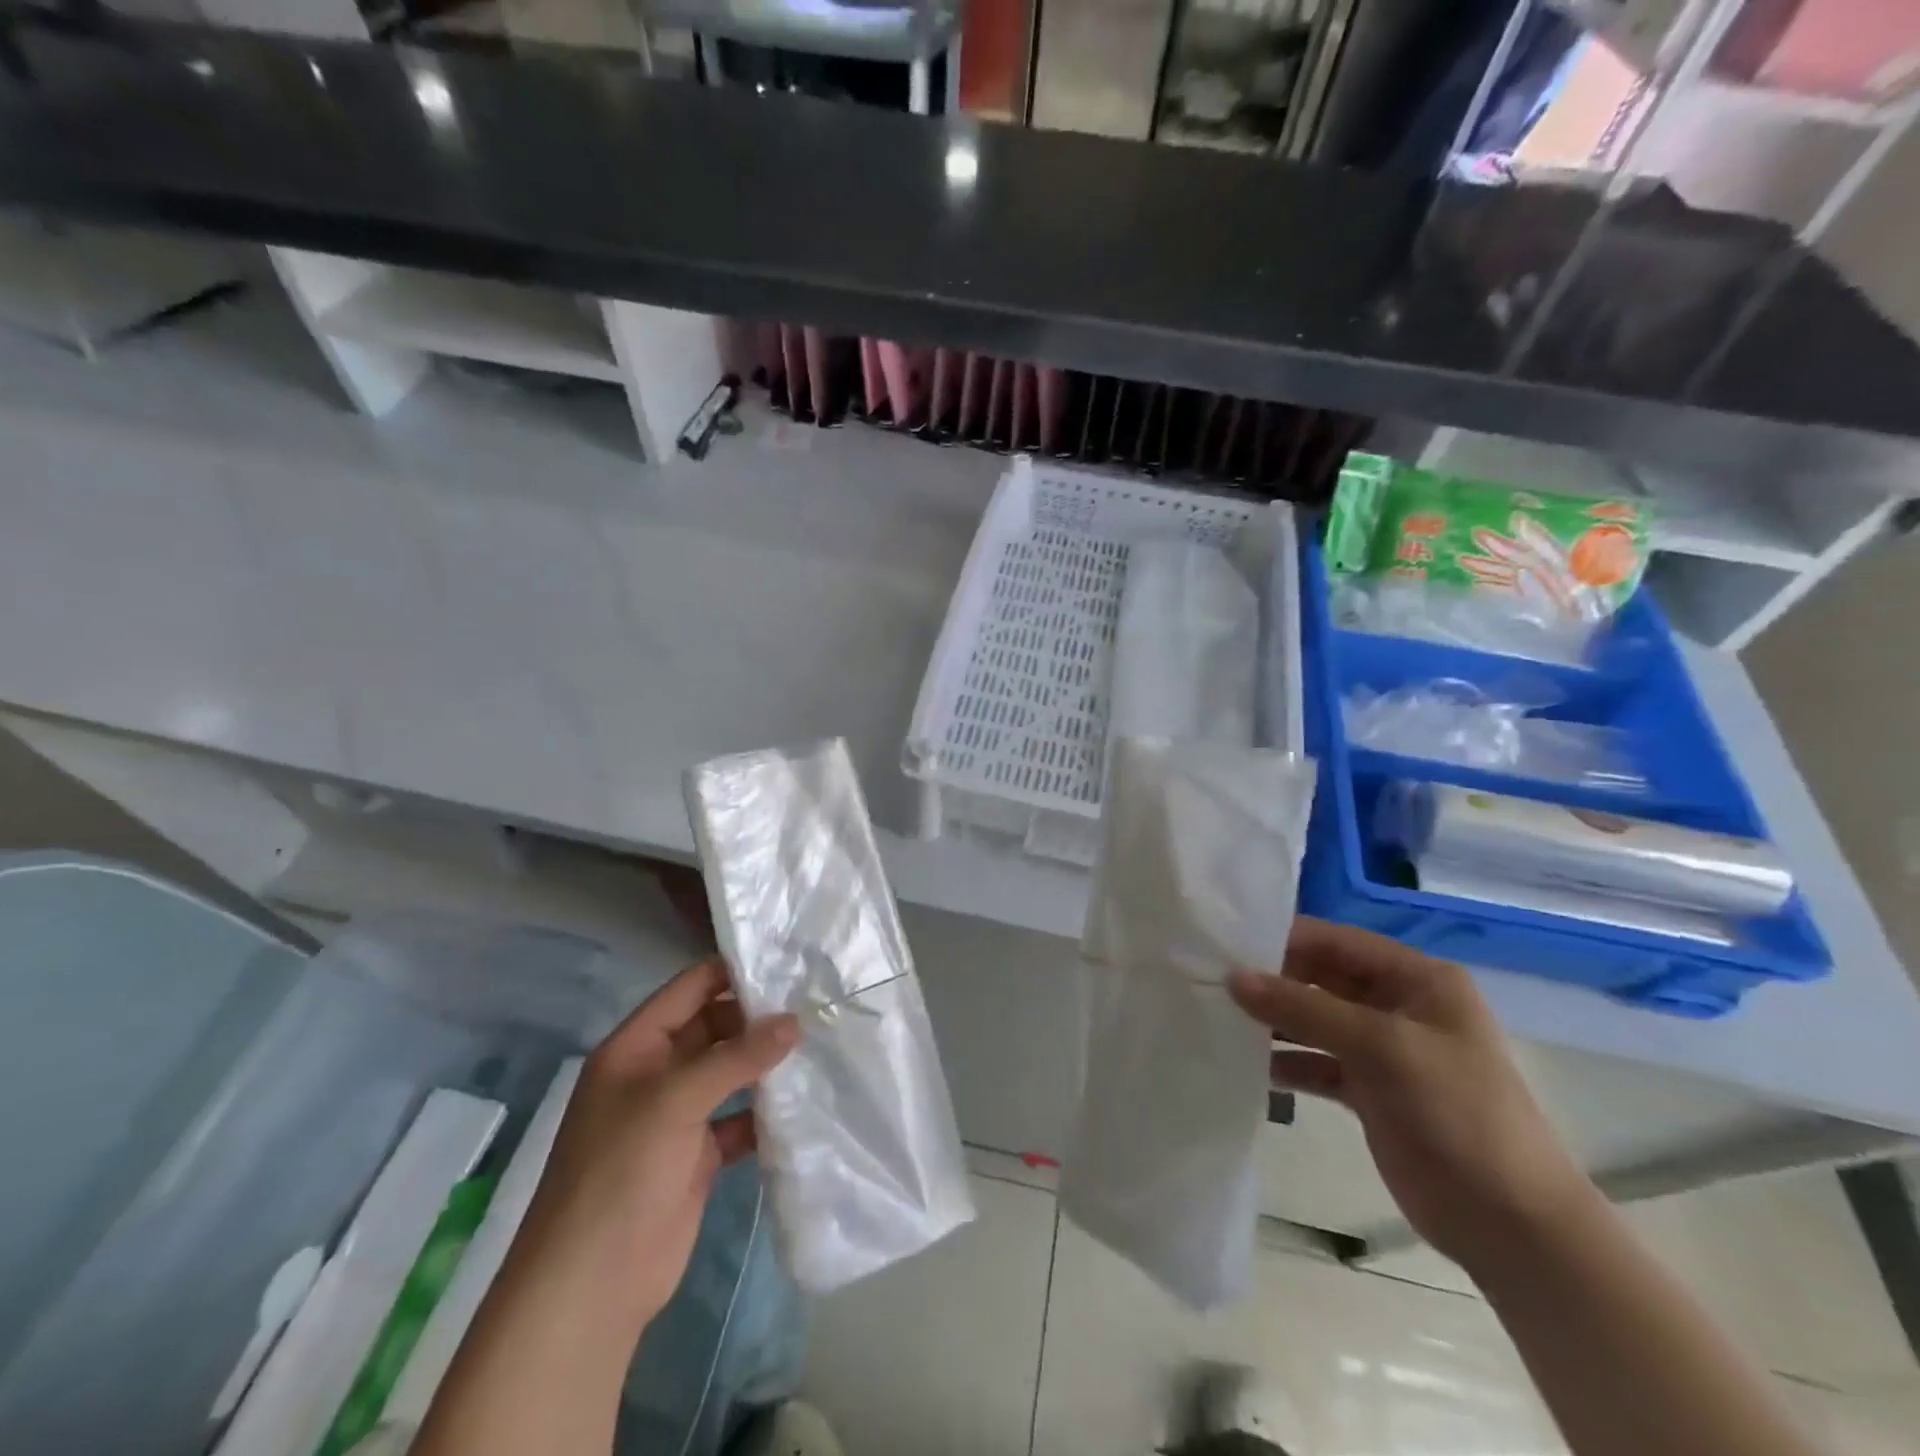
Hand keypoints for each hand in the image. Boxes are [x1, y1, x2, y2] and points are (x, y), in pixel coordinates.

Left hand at [512, 957, 799, 1324]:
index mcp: (636, 1048)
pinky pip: (739, 1118)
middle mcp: (656, 1074)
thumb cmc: (621, 1173)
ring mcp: (678, 1116)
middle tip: (814, 1004)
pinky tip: (804, 1102)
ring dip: (766, 1063)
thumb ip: (736, 1057)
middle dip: (758, 1018)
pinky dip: (765, 1111)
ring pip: (729, 1072)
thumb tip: (795, 1021)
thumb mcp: (675, 1100)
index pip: (689, 989)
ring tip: (819, 1042)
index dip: (732, 972)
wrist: (591, 1287)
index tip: (787, 961)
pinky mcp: (698, 1155)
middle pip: (714, 1027)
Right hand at [1228, 918, 1596, 1272]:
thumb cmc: (1458, 1114)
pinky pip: (1317, 1062)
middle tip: (1212, 981)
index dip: (1283, 939)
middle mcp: (1398, 1005)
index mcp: (1416, 979)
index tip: (1225, 944)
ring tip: (1220, 1020)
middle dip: (1272, 981)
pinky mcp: (1370, 1091)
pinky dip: (1287, 1062)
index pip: (1336, 941)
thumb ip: (1305, 1008)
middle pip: (1321, 978)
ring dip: (1274, 1022)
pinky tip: (1250, 1067)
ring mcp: (1384, 1050)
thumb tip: (1233, 978)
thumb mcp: (1382, 1047)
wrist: (1512, 1225)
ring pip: (1315, 1020)